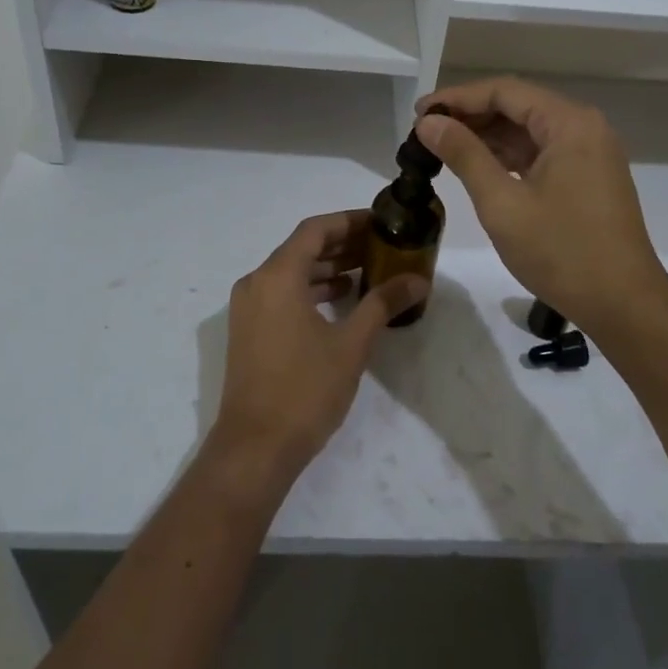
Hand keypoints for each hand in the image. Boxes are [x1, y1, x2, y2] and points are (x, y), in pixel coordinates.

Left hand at [211, 211, 427, 487]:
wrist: (255, 447)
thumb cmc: (305, 389)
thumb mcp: (352, 344)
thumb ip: (383, 303)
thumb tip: (419, 280)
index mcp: (277, 276)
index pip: (315, 230)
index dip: (349, 221)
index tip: (381, 222)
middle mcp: (257, 283)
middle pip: (302, 248)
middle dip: (342, 244)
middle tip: (382, 246)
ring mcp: (248, 308)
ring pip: (291, 272)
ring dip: (328, 268)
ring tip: (368, 270)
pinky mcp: (249, 330)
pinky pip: (282, 293)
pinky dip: (311, 289)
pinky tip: (342, 300)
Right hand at [415, 77, 667, 337]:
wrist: (624, 305)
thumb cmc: (561, 252)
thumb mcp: (502, 204)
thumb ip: (464, 155)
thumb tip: (429, 123)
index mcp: (570, 124)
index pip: (504, 91)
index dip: (457, 98)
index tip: (418, 113)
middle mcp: (584, 128)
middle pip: (518, 106)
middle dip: (471, 115)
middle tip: (426, 132)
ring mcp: (590, 153)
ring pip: (529, 130)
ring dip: (487, 136)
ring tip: (443, 148)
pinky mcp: (589, 177)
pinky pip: (542, 152)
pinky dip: (508, 156)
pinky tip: (478, 166)